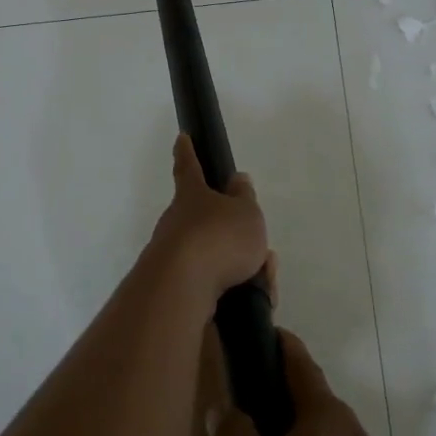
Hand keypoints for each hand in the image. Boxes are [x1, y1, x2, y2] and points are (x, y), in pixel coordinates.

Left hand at [143, 135, 268, 310]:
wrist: (183, 288)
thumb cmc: (218, 238)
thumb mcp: (245, 212)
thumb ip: (244, 197)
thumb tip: (237, 180)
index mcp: (191, 195)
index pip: (188, 167)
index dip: (187, 152)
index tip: (181, 137)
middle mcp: (176, 221)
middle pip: (203, 221)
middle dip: (229, 233)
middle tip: (258, 248)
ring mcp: (172, 254)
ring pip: (212, 256)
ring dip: (239, 265)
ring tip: (263, 277)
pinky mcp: (175, 285)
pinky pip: (213, 283)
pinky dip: (235, 288)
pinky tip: (253, 297)